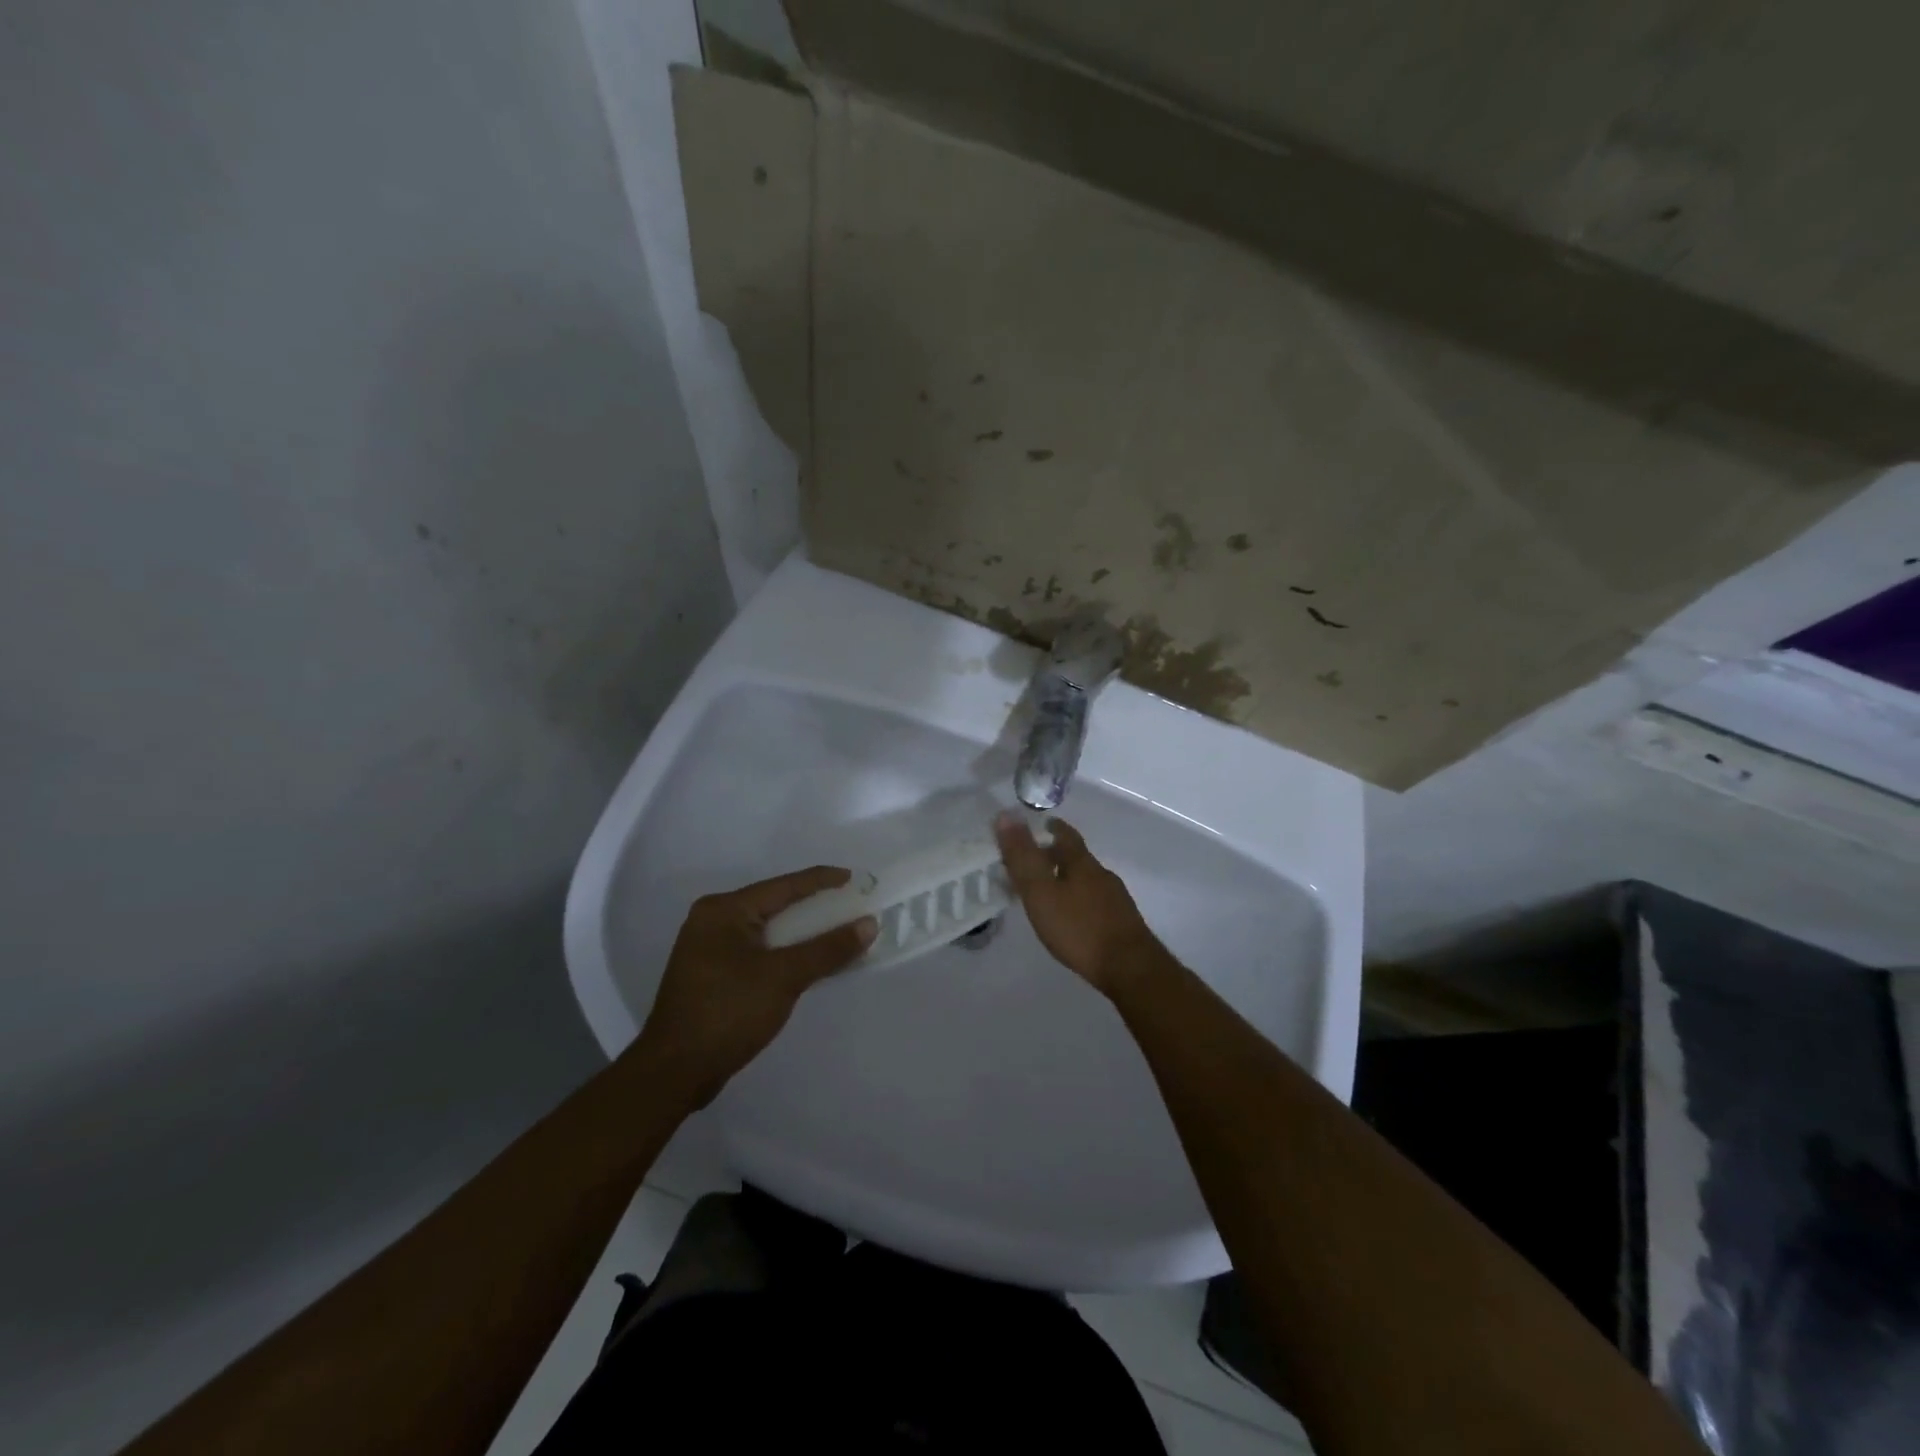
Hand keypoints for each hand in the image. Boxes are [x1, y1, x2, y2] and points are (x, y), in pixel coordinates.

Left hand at [632, 867, 875, 1108]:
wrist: (674, 1072)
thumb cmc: (728, 1012)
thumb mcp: (784, 977)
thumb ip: (828, 949)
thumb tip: (868, 924)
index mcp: (724, 910)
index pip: (783, 886)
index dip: (822, 881)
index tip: (855, 877)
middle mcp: (713, 921)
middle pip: (775, 906)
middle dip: (815, 909)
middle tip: (851, 907)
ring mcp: (709, 949)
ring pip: (768, 932)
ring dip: (802, 935)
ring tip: (838, 934)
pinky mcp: (712, 975)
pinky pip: (759, 952)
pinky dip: (785, 954)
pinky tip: (809, 962)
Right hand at [994, 813, 1168, 996]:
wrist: (1130, 968)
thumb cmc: (1079, 928)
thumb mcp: (1041, 892)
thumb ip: (1022, 857)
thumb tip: (1005, 815)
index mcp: (1082, 864)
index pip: (1066, 835)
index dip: (1053, 828)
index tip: (1042, 824)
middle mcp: (1102, 875)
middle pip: (1077, 858)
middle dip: (1057, 856)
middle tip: (1036, 860)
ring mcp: (1116, 900)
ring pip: (1088, 881)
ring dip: (1068, 880)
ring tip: (1050, 891)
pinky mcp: (1122, 923)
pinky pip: (1096, 902)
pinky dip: (1080, 901)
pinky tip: (1073, 918)